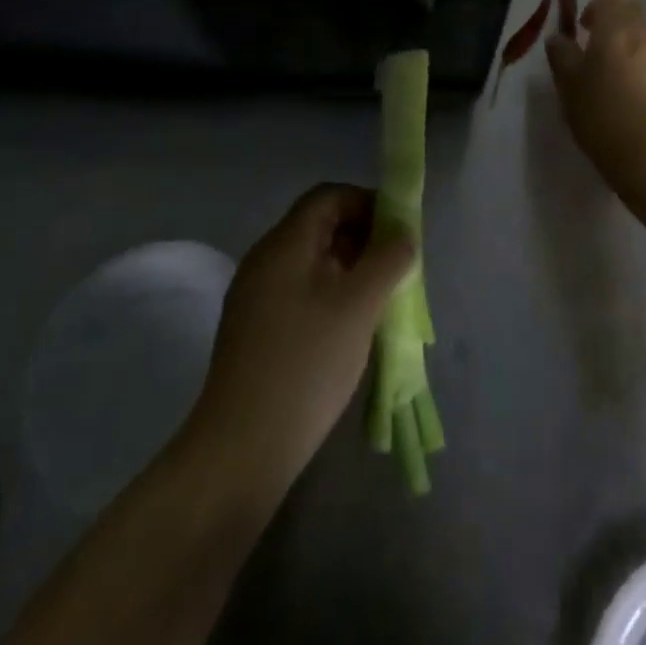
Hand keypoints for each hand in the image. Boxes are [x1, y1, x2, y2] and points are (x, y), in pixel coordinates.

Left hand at [187, 185, 413, 491]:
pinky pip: (300, 291)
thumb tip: (403, 233)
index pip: (328, 196)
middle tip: (397, 267)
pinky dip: (331, 294)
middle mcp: (265, 259)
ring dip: (350, 268)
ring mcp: (256, 296)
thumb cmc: (306, 363)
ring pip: (311, 262)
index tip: (399, 231)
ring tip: (381, 299)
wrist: (241, 448)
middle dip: (362, 237)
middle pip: (319, 226)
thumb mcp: (358, 306)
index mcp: (284, 243)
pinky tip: (350, 327)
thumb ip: (386, 260)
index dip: (366, 203)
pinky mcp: (255, 329)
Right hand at [544, 0, 645, 164]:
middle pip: (635, 19)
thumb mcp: (569, 87)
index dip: (596, 9)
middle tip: (602, 64)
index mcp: (618, 26)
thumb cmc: (605, 115)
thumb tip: (558, 39)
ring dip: (639, 58)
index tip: (585, 32)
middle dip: (618, 34)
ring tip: (625, 92)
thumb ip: (562, 56)